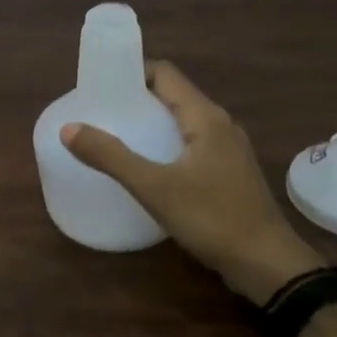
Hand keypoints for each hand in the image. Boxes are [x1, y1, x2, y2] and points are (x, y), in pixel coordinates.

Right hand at [61, 60, 324, 300]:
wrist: (268, 265)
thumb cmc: (212, 218)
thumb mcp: (154, 188)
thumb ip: (110, 156)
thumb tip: (68, 128)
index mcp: (205, 117)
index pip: (164, 73)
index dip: (130, 71)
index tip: (98, 85)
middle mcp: (220, 124)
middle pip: (171, 94)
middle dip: (134, 97)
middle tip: (98, 111)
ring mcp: (228, 149)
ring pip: (181, 120)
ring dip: (149, 120)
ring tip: (114, 134)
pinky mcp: (228, 171)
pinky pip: (190, 142)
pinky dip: (163, 142)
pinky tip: (145, 164)